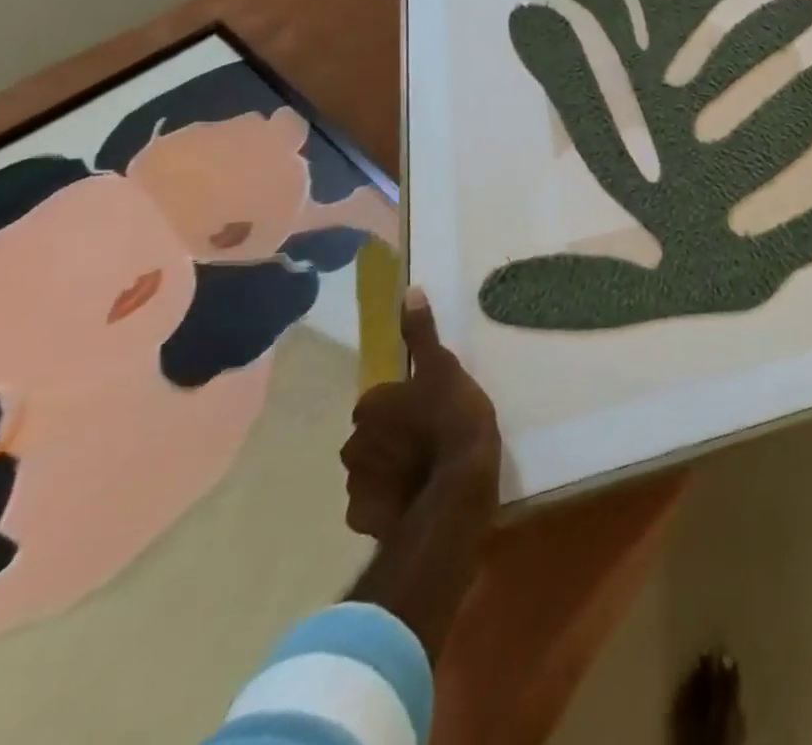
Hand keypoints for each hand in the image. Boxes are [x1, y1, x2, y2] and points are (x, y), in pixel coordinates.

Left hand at [342, 289, 500, 658]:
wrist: (458, 489)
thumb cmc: (454, 419)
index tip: (433, 408)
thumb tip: (409, 292)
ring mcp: (356, 485)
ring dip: (392, 468)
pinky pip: (376, 503)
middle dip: (394, 436)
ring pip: (373, 469)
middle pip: (373, 434)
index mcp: (370, 406)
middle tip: (431, 438)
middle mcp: (353, 444)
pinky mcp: (365, 518)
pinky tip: (417, 496)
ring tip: (428, 470)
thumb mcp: (445, 367)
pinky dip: (391, 499)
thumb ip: (423, 334)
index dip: (407, 403)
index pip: (382, 399)